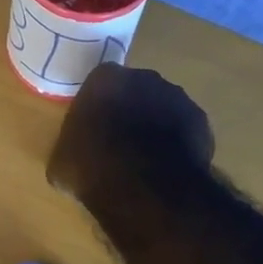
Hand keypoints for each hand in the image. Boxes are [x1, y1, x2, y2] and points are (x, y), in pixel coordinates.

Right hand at [48, 64, 214, 205]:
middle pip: (135, 91)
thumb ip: (69, 147)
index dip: (98, 108)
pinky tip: (168, 167)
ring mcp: (177, 96)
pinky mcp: (200, 119)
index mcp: (105, 78)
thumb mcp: (61, 162)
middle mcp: (144, 77)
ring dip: (156, 126)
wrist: (145, 186)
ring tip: (147, 159)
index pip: (99, 85)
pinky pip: (185, 128)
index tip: (94, 130)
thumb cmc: (92, 167)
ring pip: (163, 108)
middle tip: (120, 143)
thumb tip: (72, 156)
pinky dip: (178, 142)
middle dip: (130, 111)